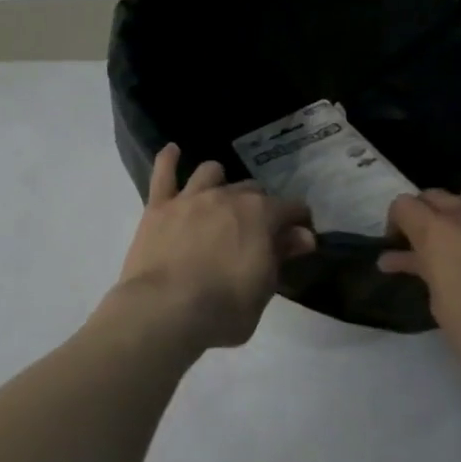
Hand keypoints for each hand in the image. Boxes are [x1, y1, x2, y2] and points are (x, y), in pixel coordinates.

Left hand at [113, 144, 316, 350]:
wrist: (164, 309)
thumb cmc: (223, 309)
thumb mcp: (264, 289)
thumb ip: (281, 256)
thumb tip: (302, 235)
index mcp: (259, 215)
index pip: (291, 208)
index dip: (298, 222)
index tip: (299, 238)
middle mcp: (226, 196)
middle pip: (251, 189)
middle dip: (259, 206)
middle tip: (256, 230)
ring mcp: (190, 198)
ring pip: (210, 172)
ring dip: (220, 182)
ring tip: (219, 198)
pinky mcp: (158, 206)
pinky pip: (162, 173)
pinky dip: (168, 159)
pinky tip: (173, 152)